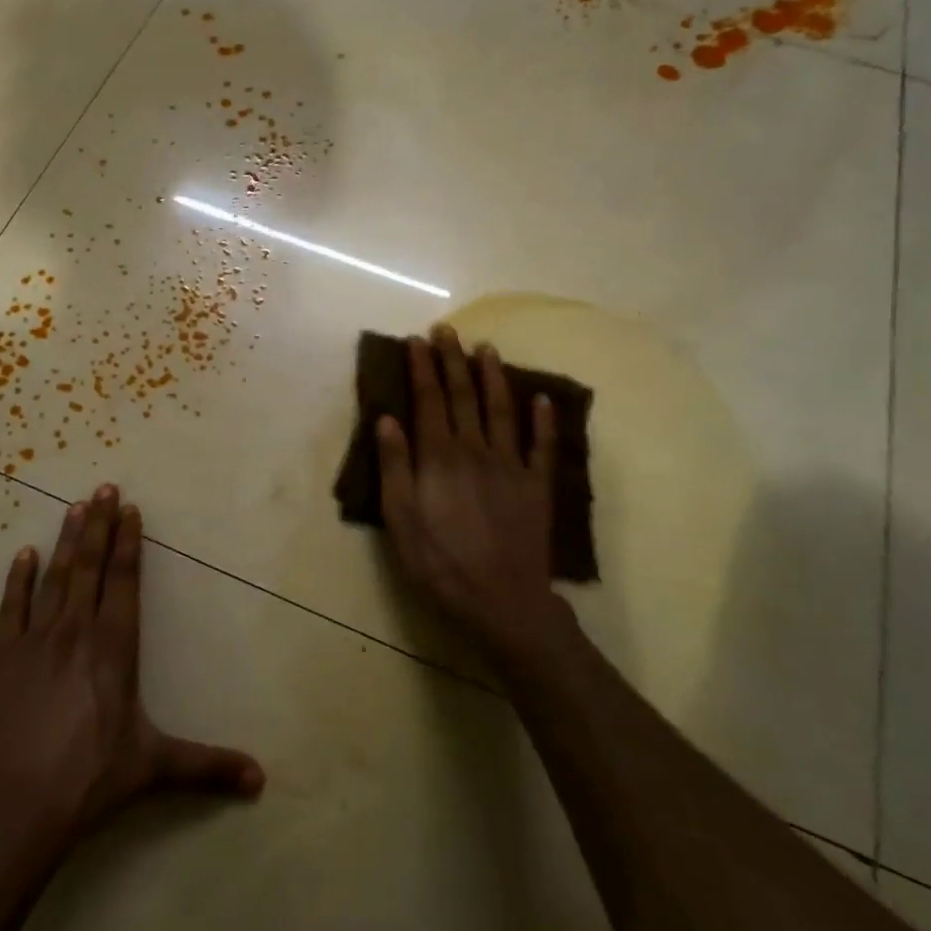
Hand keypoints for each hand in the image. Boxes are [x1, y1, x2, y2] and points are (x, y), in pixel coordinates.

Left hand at [0, 485, 263, 862]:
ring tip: (73, 506)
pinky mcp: (1, 657)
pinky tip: (23, 554)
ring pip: (54, 577)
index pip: (124, 581)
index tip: (129, 509)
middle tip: (103, 487)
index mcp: (114, 649)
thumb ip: (206, 767)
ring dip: (65, 540)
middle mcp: (76, 632)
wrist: (11, 808)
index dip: (128, 543)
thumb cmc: (88, 782)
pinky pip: (12, 607)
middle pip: (89, 566)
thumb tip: (261, 780)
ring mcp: (35, 641)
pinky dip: (18, 578)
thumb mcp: (153, 768)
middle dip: (98, 525)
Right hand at [376, 327, 571, 666]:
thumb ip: (394, 466)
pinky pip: (541, 445)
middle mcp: (476, 450)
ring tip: (486, 349)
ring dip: (493, 377)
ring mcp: (511, 465)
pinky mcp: (537, 486)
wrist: (501, 600)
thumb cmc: (439, 562)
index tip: (416, 341)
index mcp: (439, 457)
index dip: (422, 368)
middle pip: (463, 396)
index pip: (428, 400)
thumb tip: (387, 418)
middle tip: (447, 330)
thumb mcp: (399, 519)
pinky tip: (542, 398)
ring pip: (502, 410)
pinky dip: (543, 419)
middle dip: (453, 360)